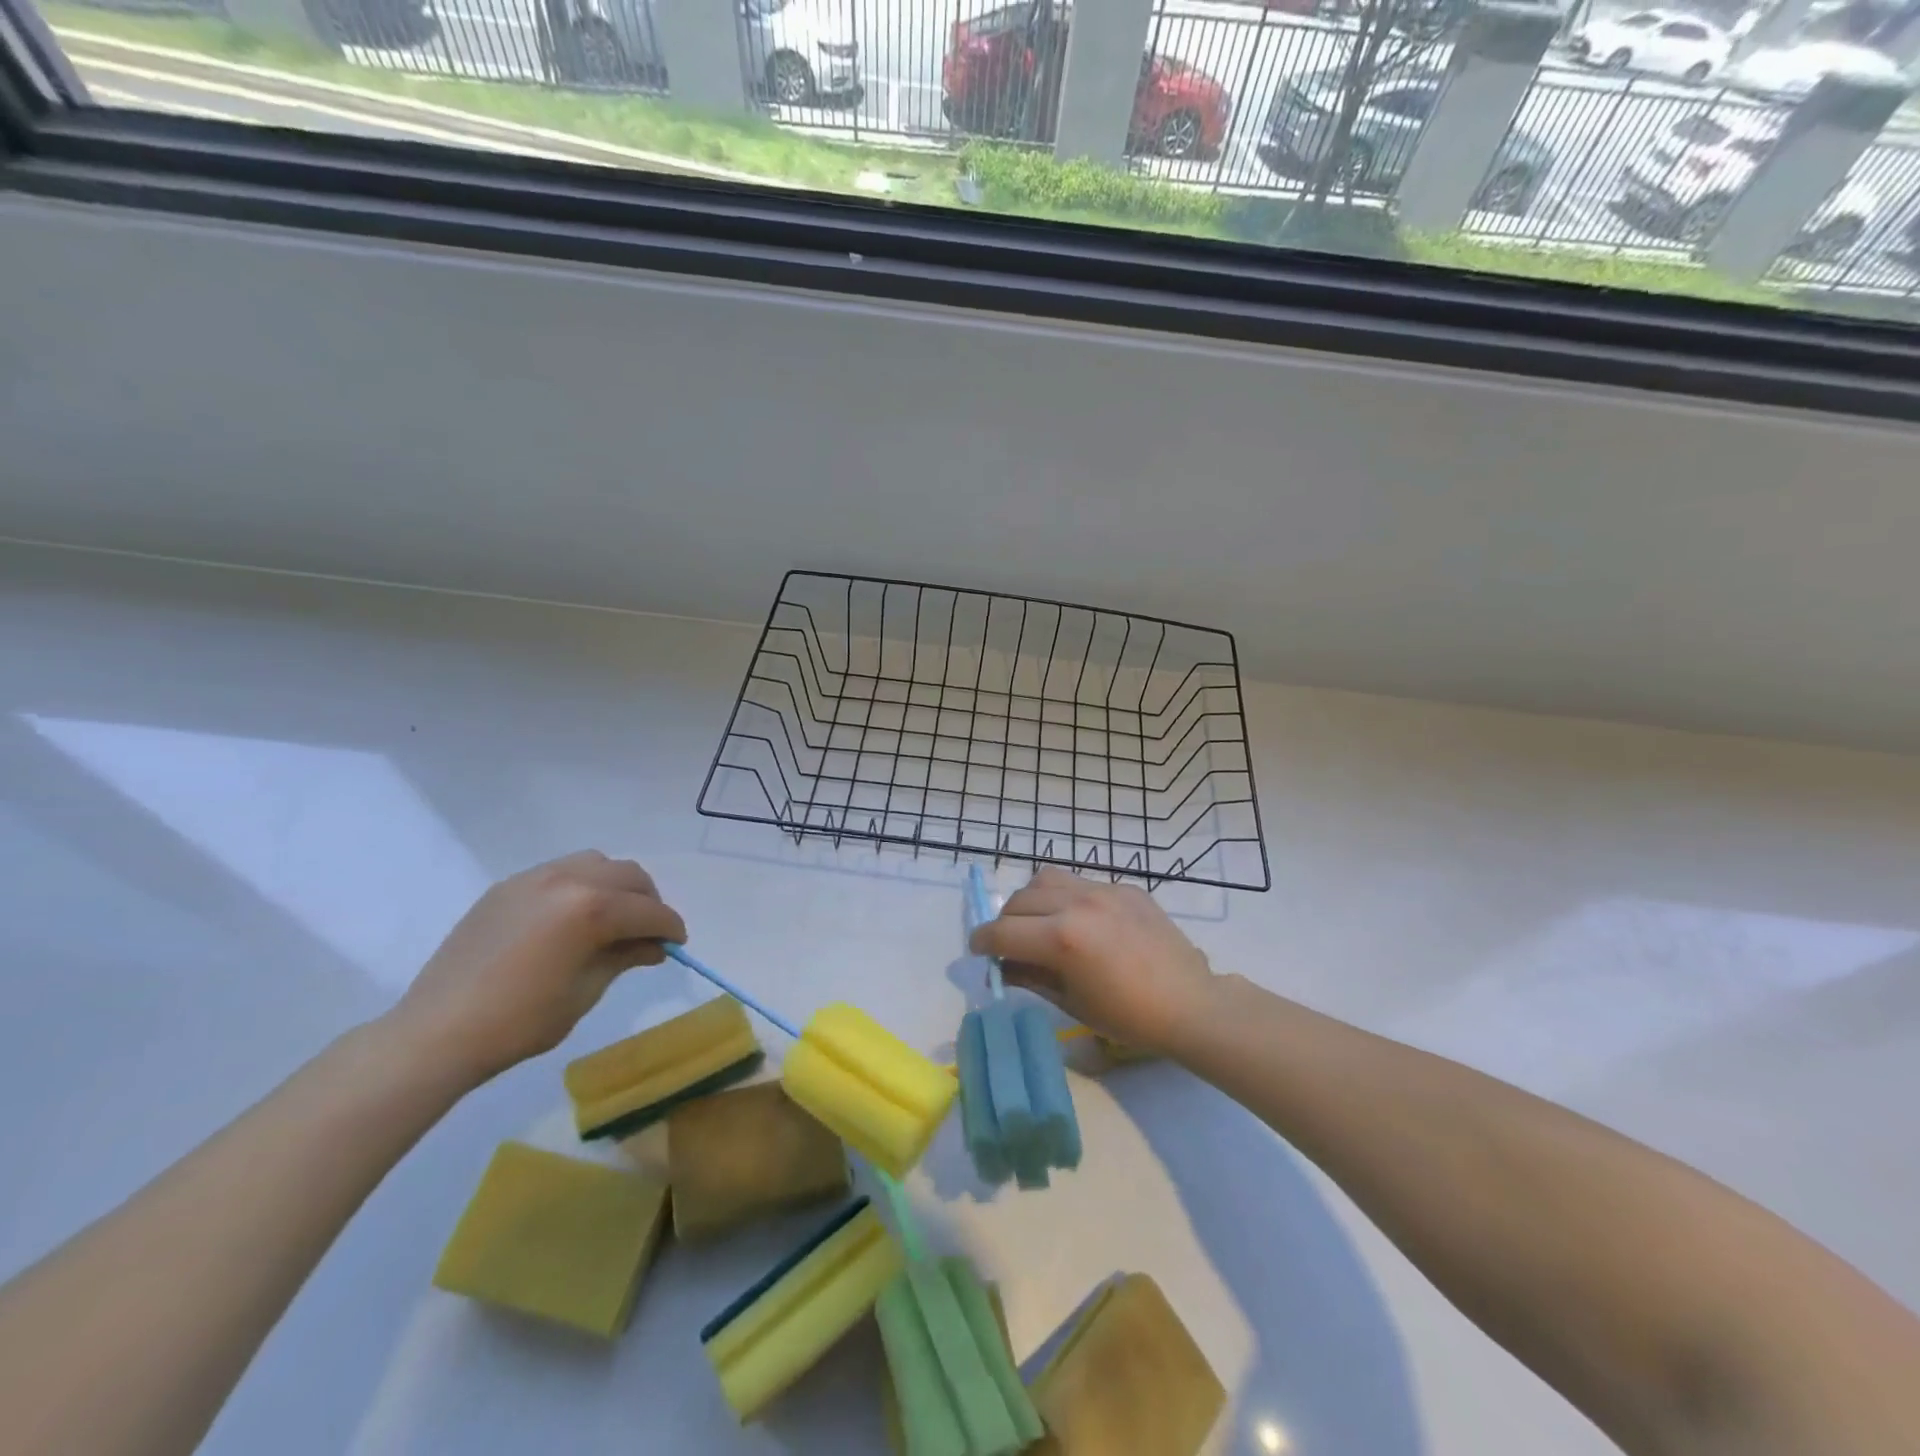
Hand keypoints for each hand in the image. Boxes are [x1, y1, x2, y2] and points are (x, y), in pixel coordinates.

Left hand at [387, 851, 686, 1086]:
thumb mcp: (585, 991)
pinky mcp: (508, 886)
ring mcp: (533, 878)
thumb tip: (653, 946)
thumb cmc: (520, 1022)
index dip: (670, 928)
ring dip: (616, 886)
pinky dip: (581, 885)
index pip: (648, 911)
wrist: (436, 1033)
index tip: (678, 944)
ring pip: (596, 864)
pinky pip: (560, 871)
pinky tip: (573, 918)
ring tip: (612, 918)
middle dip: (648, 902)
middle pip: (628, 876)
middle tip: (648, 932)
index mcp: (590, 908)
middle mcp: (567, 880)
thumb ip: (624, 957)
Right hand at [968, 867, 1215, 1055]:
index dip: (982, 942)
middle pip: (1020, 900)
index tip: (977, 950)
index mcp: (1062, 937)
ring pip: (1046, 879)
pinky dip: (1067, 897)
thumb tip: (1001, 965)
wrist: (1190, 1004)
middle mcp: (1077, 903)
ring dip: (1032, 900)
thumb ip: (1029, 976)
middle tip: (1009, 943)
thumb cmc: (1128, 1017)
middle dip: (1005, 922)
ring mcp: (1103, 890)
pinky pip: (1081, 882)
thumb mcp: (1071, 1002)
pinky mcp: (1124, 887)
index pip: (1003, 931)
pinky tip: (1081, 922)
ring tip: (1040, 922)